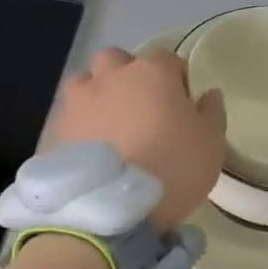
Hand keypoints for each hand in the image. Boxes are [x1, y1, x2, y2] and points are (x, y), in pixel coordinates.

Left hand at [47, 48, 226, 231]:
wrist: (114, 209)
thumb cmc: (173, 169)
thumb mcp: (211, 144)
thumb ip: (212, 113)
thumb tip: (209, 94)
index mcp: (152, 73)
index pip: (167, 60)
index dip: (176, 80)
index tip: (181, 106)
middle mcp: (110, 76)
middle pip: (118, 61)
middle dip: (128, 77)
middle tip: (141, 110)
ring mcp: (78, 101)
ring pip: (85, 83)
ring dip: (97, 96)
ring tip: (108, 128)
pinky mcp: (55, 129)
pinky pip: (69, 118)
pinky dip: (79, 128)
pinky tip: (89, 153)